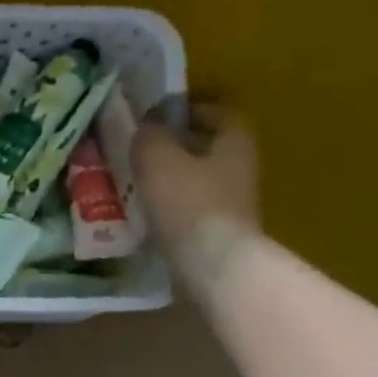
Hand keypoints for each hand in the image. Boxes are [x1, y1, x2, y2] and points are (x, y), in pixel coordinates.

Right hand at [132, 101, 259, 284]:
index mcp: (234, 142)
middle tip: (141, 151)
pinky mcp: (217, 234)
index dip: (190, 110)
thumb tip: (146, 128)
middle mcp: (240, 169)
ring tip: (137, 184)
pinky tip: (146, 215)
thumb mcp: (158, 160)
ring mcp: (231, 205)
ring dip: (172, 181)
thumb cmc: (188, 204)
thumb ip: (149, 138)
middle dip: (177, 147)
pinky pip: (191, 211)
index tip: (159, 117)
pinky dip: (171, 209)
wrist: (212, 266)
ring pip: (198, 181)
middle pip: (209, 149)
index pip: (218, 113)